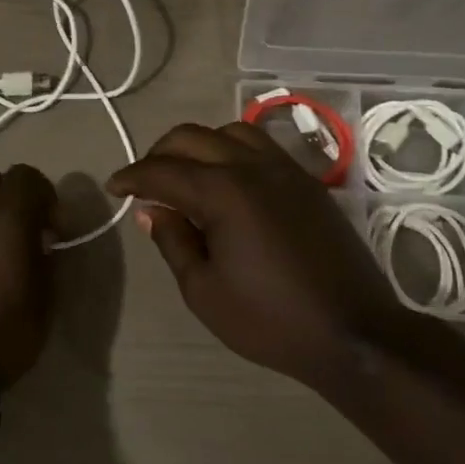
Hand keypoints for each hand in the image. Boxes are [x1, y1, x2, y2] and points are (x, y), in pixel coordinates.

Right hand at [107, 122, 405, 388]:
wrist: (352, 332)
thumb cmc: (269, 319)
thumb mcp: (203, 291)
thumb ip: (173, 241)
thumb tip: (151, 210)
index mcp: (223, 192)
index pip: (163, 170)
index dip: (131, 176)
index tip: (112, 188)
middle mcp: (253, 167)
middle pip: (193, 137)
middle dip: (160, 153)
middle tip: (144, 183)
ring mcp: (286, 170)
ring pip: (231, 131)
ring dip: (200, 145)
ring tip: (186, 176)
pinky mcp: (309, 182)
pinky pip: (263, 147)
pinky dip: (233, 151)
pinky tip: (228, 182)